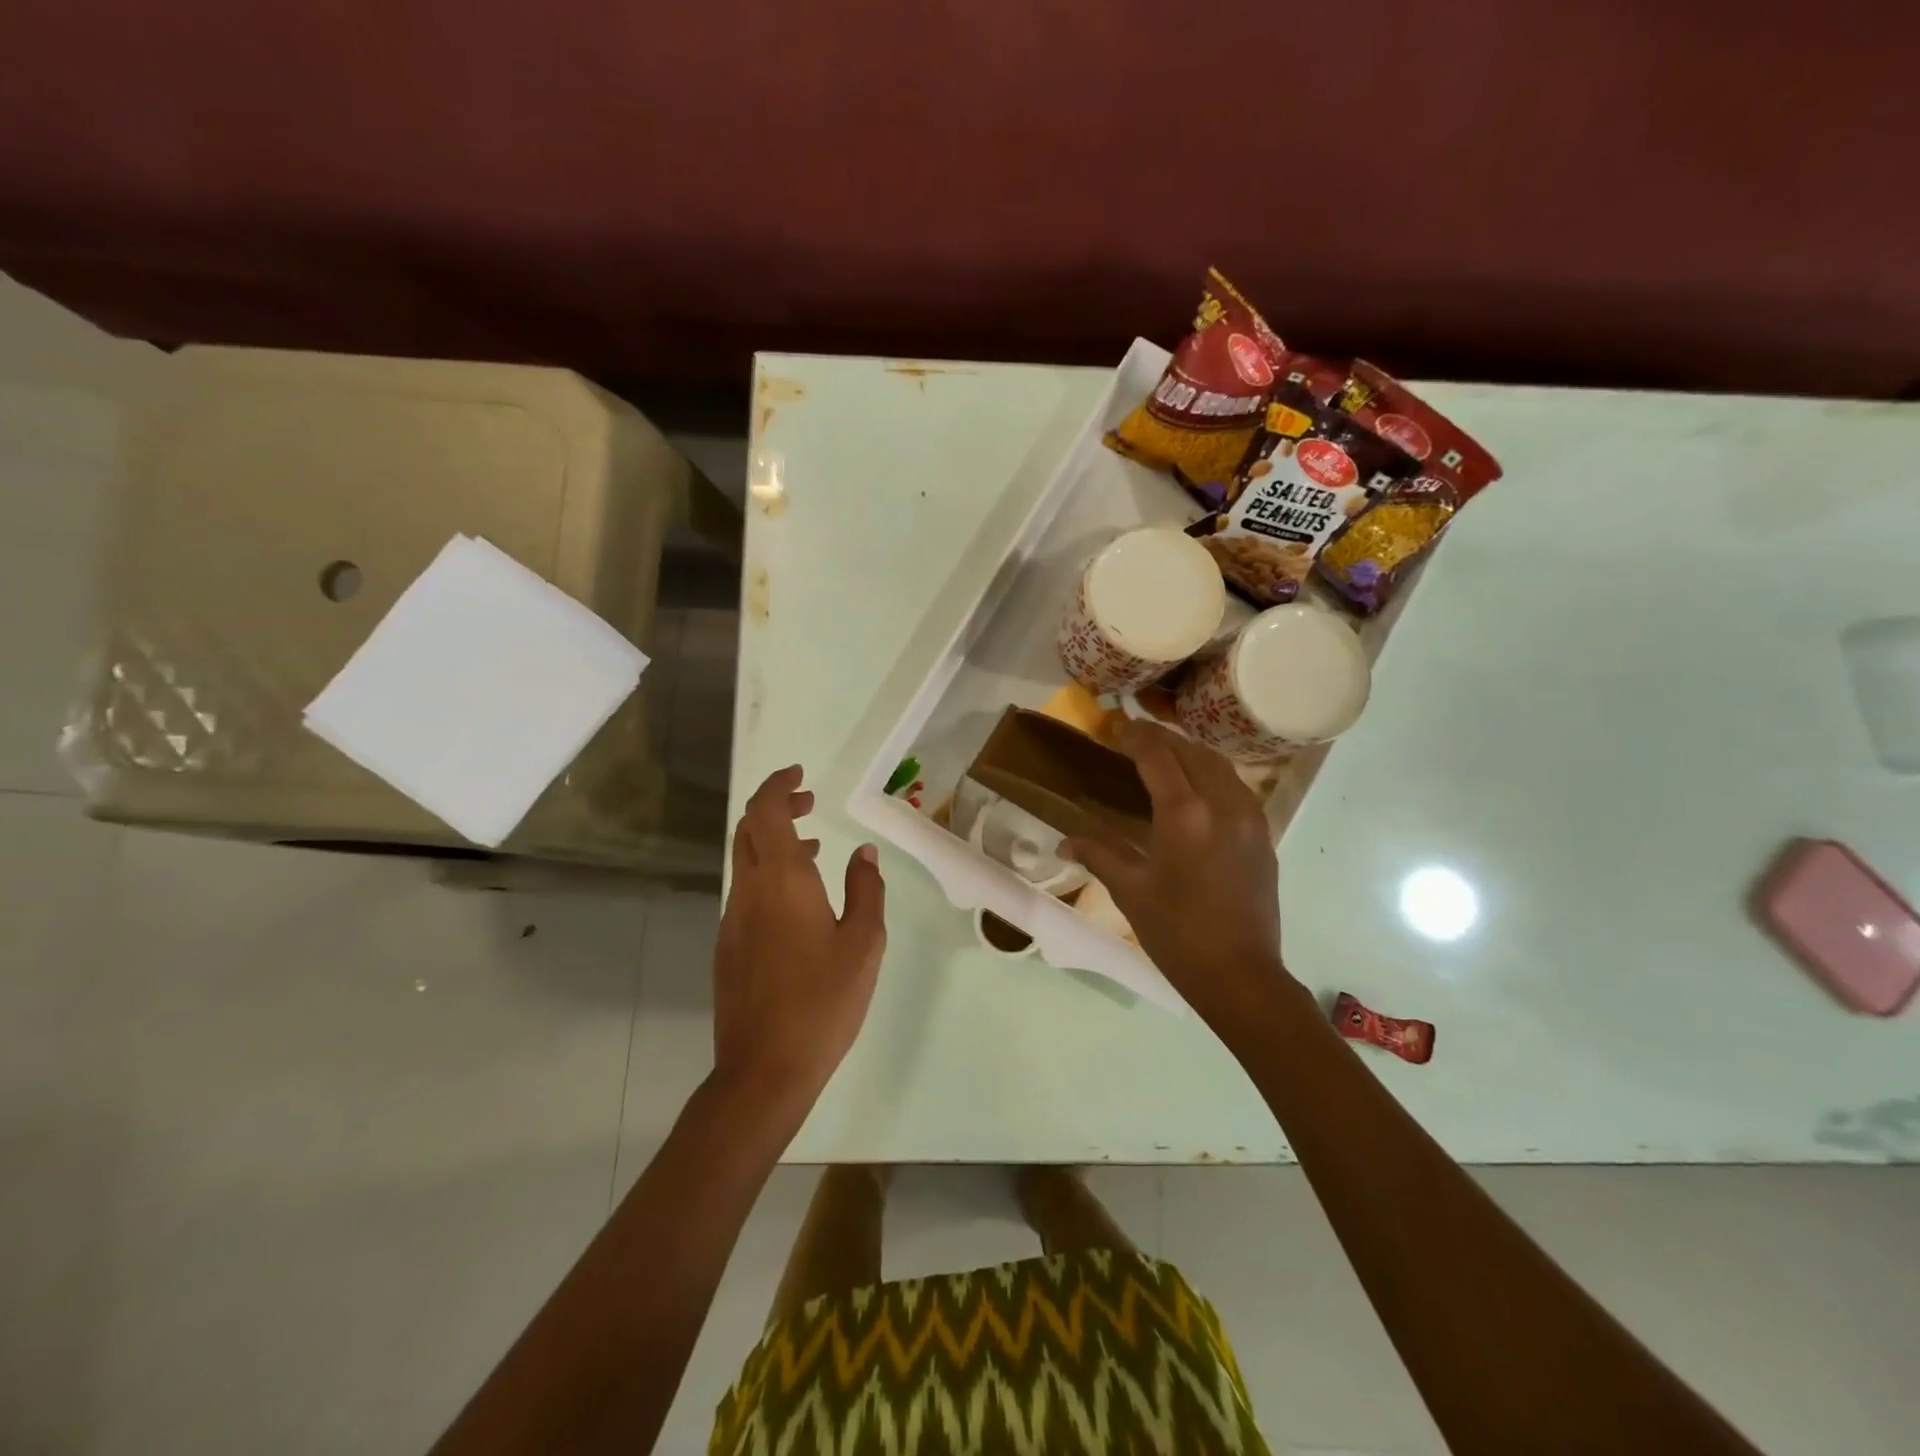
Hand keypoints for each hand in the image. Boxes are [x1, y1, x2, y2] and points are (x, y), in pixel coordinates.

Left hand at [711, 766, 886, 1124]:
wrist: (764, 1069)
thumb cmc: (823, 1001)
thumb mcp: (863, 943)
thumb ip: (866, 890)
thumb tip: (865, 854)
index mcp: (782, 881)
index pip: (765, 812)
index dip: (778, 786)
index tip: (801, 774)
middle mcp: (749, 891)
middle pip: (749, 829)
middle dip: (775, 806)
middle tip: (809, 802)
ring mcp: (733, 920)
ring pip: (746, 860)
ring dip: (774, 841)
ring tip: (815, 847)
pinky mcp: (728, 947)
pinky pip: (746, 891)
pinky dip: (769, 874)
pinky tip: (799, 901)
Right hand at [1063, 721, 1292, 1028]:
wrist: (1240, 974)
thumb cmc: (1176, 933)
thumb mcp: (1130, 890)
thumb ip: (1099, 854)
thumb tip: (1065, 841)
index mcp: (1184, 814)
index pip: (1157, 756)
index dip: (1135, 736)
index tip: (1117, 726)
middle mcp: (1221, 804)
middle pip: (1191, 752)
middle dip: (1162, 738)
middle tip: (1135, 736)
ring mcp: (1249, 818)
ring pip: (1219, 764)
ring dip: (1190, 752)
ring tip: (1166, 755)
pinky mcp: (1263, 835)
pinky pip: (1237, 786)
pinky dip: (1213, 773)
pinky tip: (1198, 788)